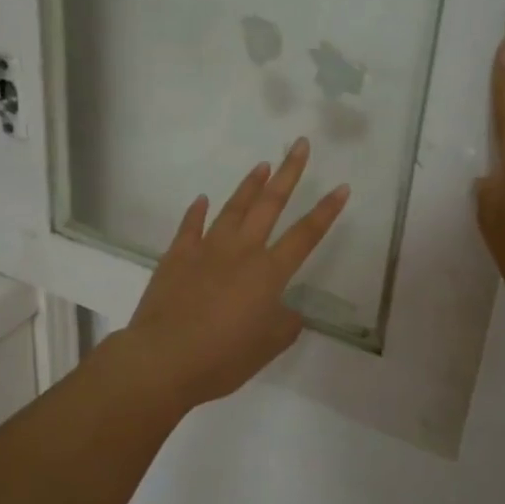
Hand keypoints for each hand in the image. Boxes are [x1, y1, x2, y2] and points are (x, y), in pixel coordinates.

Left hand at [116, 138, 349, 410]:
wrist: (163, 358)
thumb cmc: (222, 358)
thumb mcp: (267, 348)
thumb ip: (285, 325)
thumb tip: (289, 312)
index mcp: (268, 273)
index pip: (306, 235)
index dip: (326, 211)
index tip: (341, 186)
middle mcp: (241, 251)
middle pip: (270, 204)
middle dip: (289, 173)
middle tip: (299, 144)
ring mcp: (206, 249)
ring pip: (233, 208)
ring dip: (249, 185)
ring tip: (262, 165)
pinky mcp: (177, 256)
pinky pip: (190, 226)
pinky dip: (196, 212)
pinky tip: (202, 199)